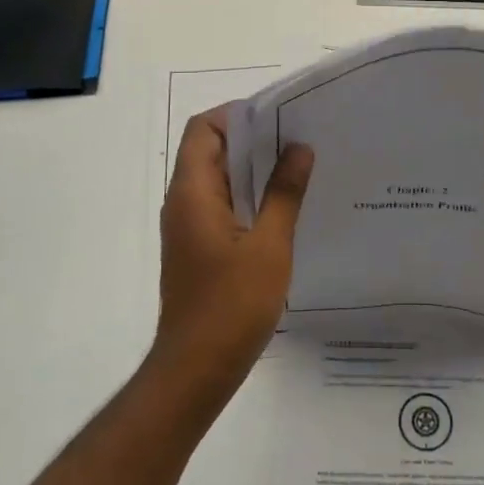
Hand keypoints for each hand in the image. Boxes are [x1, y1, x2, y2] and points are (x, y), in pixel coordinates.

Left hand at [153, 108, 313, 401]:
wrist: (196, 370)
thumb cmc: (231, 305)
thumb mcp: (269, 246)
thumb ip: (284, 193)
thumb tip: (299, 148)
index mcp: (193, 193)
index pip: (203, 129)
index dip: (237, 114)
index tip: (279, 117)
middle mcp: (184, 203)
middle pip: (211, 150)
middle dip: (252, 139)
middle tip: (299, 138)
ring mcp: (189, 227)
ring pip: (219, 179)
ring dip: (254, 169)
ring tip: (299, 167)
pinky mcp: (199, 248)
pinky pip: (223, 205)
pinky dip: (250, 196)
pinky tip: (285, 208)